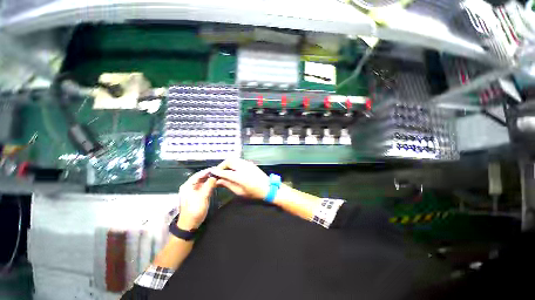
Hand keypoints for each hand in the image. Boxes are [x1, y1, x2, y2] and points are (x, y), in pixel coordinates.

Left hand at [176, 168, 216, 230]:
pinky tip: (216, 182)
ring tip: (219, 175)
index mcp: (187, 185)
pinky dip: (209, 184)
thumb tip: (215, 176)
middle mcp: (189, 186)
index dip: (207, 171)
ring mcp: (193, 191)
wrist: (190, 224)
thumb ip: (209, 185)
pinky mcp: (197, 195)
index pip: (198, 174)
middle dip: (209, 174)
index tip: (217, 168)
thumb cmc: (195, 210)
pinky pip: (204, 186)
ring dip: (210, 179)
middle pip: (200, 177)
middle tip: (219, 171)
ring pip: (202, 182)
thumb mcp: (203, 196)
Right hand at [210, 159, 269, 199]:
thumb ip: (228, 185)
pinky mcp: (250, 163)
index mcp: (241, 176)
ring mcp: (248, 164)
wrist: (268, 188)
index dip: (217, 172)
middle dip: (222, 165)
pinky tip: (233, 170)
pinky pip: (239, 160)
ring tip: (225, 171)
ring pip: (234, 159)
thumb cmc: (255, 193)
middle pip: (229, 161)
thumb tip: (219, 181)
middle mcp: (244, 167)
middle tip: (219, 172)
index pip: (225, 172)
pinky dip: (234, 163)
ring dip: (228, 163)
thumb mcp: (240, 192)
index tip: (212, 173)